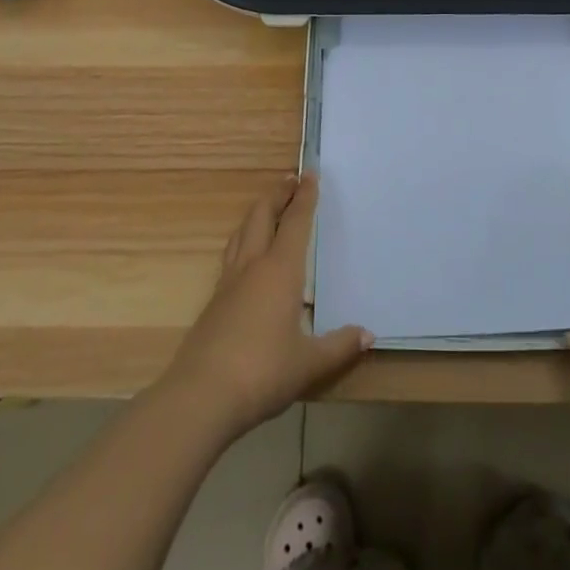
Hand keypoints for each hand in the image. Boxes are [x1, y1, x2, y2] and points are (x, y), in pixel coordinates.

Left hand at [160, 172, 369, 440]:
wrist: (202, 395)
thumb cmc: (263, 372)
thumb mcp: (309, 364)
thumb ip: (339, 347)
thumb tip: (368, 335)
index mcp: (280, 270)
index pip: (295, 222)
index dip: (304, 197)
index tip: (310, 175)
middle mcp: (253, 265)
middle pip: (262, 215)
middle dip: (277, 194)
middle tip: (290, 180)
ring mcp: (229, 282)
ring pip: (242, 232)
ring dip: (256, 212)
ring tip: (266, 207)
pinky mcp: (213, 301)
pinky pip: (231, 255)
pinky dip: (242, 240)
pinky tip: (245, 255)